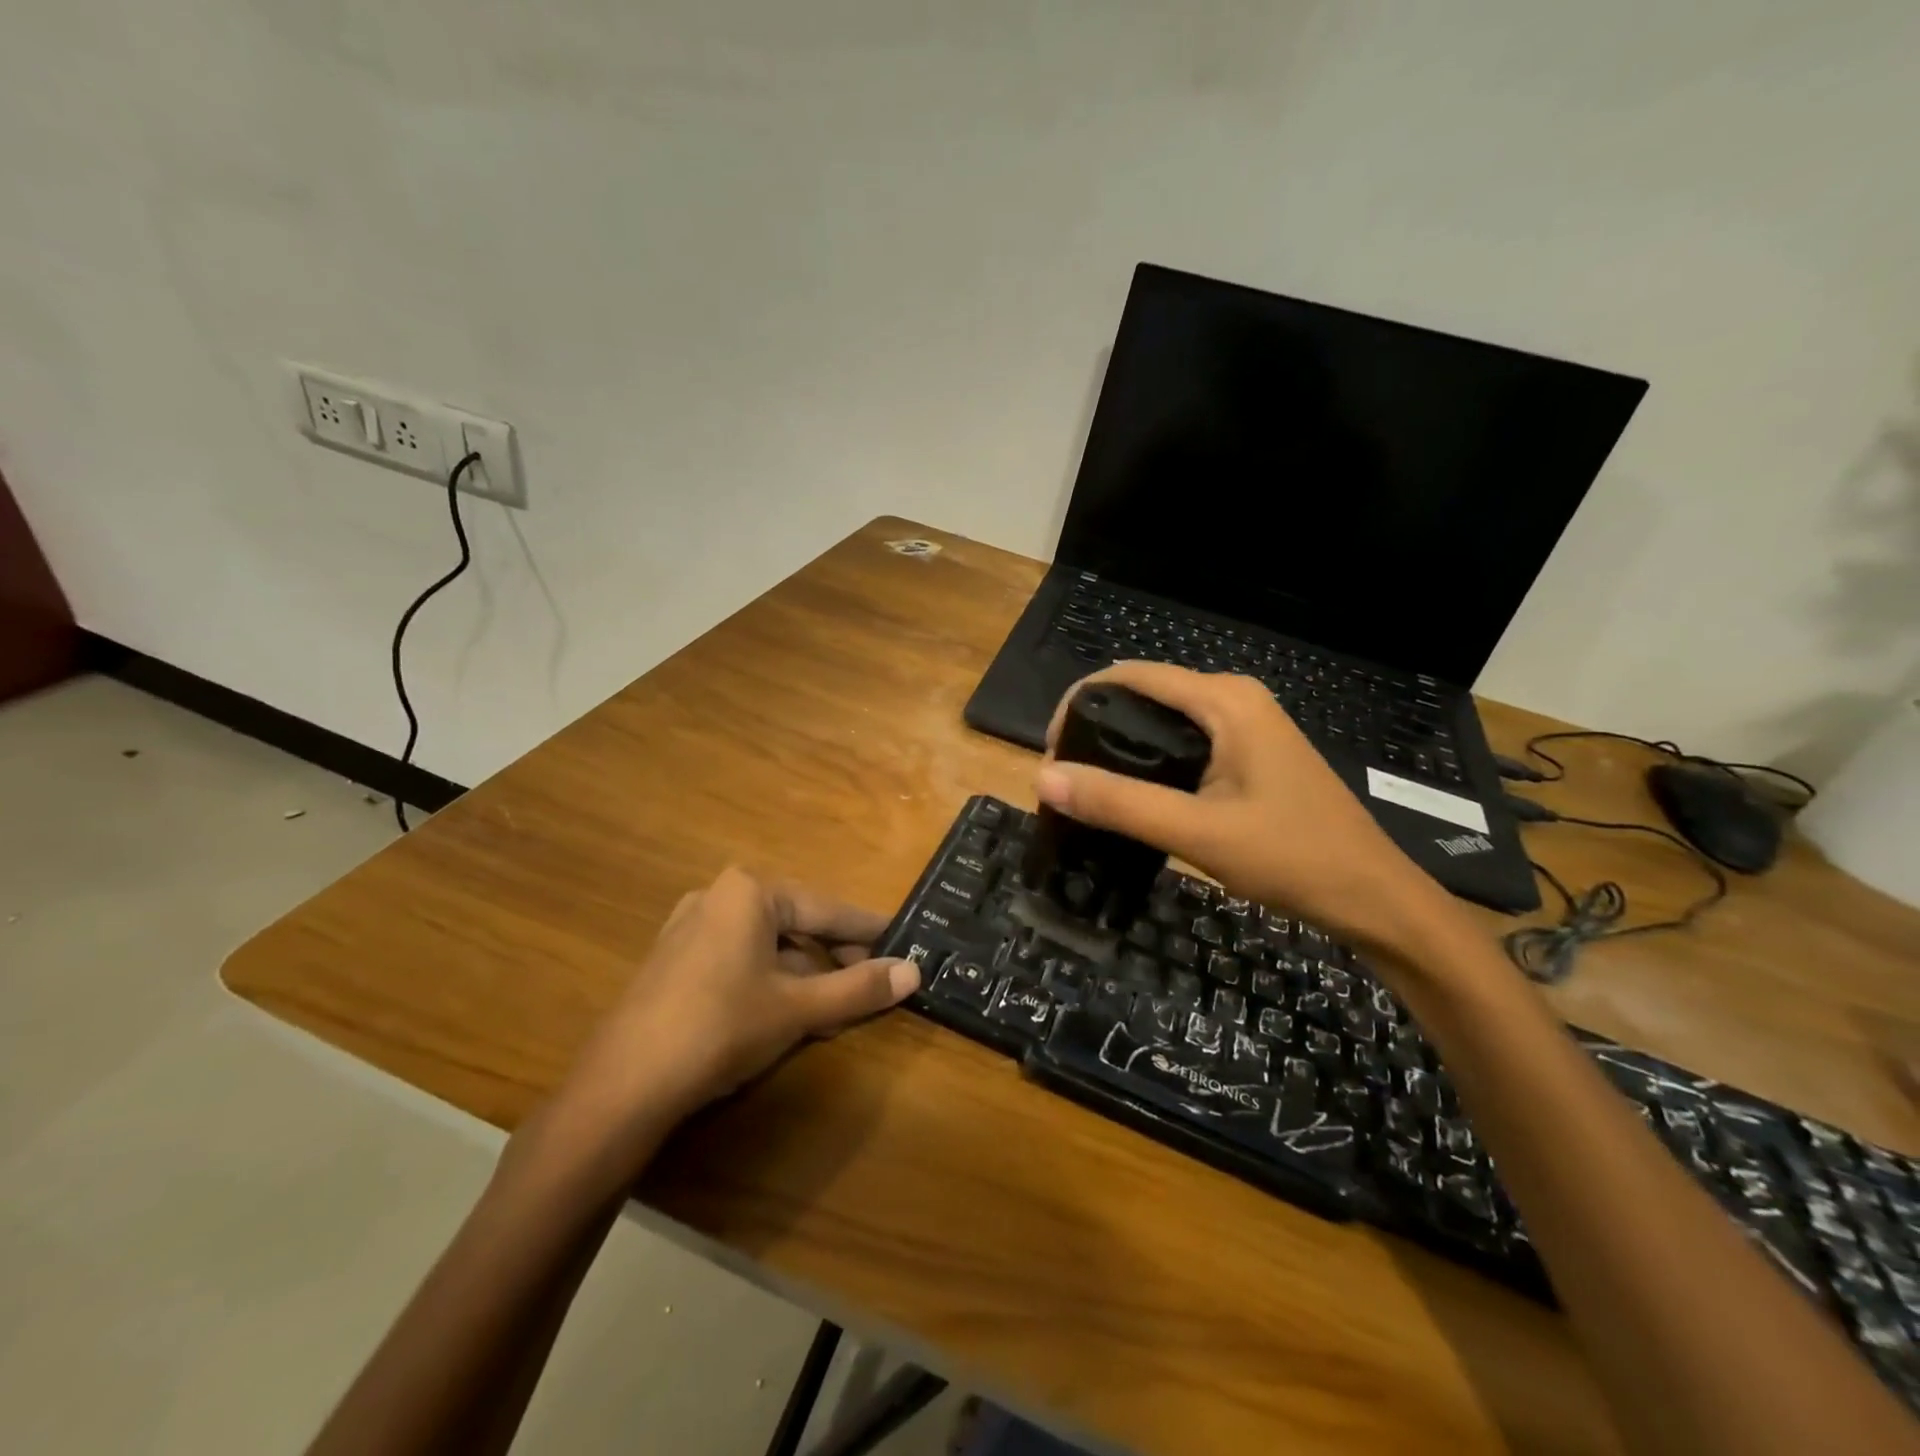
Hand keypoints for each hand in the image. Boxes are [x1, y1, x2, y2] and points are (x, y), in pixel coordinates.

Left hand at [540, 868, 918, 1158]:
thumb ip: (858, 988)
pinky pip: (739, 959)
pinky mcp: (674, 960)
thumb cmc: (721, 1028)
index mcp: (750, 891)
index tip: (904, 941)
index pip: (827, 909)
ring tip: (834, 1007)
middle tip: (872, 983)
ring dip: (805, 973)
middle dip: (835, 956)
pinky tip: (786, 1013)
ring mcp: (690, 927)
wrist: (622, 1086)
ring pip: (768, 944)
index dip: (869, 929)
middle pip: (797, 924)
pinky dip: (770, 980)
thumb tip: (915, 972)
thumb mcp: (798, 1008)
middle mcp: (719, 896)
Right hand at [1037, 662, 1456, 956]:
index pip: (1130, 676)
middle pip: (1143, 693)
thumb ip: (1119, 803)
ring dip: (1119, 746)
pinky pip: (1184, 741)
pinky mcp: (1249, 753)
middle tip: (1065, 780)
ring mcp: (1245, 725)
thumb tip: (1044, 779)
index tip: (1052, 753)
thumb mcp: (1198, 832)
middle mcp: (1233, 699)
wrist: (1373, 897)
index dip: (1079, 703)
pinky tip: (1132, 796)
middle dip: (1095, 726)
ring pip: (1162, 720)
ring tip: (1088, 790)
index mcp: (1224, 700)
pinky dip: (1149, 760)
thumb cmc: (1292, 858)